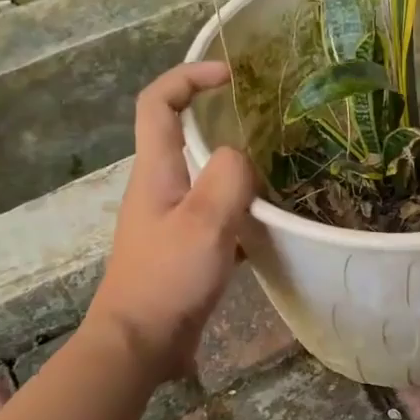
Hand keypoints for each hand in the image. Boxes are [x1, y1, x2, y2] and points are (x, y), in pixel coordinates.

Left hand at [82, 63, 257, 377]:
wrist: (140, 344)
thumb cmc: (167, 279)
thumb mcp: (204, 222)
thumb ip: (228, 179)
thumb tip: (242, 158)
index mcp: (155, 171)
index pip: (157, 103)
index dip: (188, 76)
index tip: (229, 74)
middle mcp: (159, 188)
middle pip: (182, 135)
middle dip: (219, 118)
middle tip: (266, 122)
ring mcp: (170, 220)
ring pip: (204, 178)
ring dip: (236, 168)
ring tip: (279, 169)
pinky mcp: (184, 250)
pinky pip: (215, 215)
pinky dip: (241, 211)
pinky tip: (271, 225)